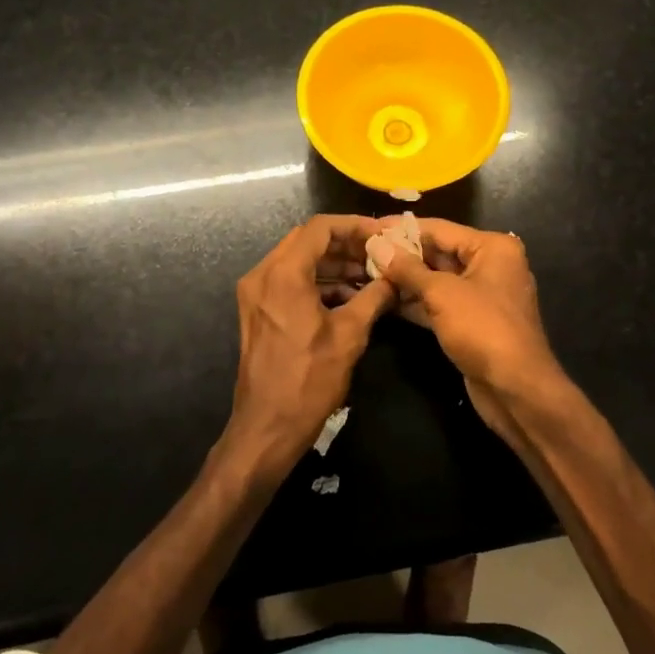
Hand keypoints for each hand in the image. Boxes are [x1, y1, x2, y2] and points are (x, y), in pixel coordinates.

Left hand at [227, 216, 396, 472]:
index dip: (354, 226)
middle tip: (379, 255)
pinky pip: (290, 281)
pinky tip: (349, 297)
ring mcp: (256, 293)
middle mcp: (263, 275)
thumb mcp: (350, 335)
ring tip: (371, 277)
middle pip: (307, 241)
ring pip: (299, 261)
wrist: (267, 427)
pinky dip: (318, 282)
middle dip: (345, 244)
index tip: (382, 235)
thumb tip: (397, 278)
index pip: (320, 228)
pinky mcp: (258, 311)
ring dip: (333, 264)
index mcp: (282, 274)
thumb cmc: (308, 380)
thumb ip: (375, 297)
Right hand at [364, 220, 569, 442]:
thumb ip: (407, 269)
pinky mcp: (473, 321)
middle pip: (439, 252)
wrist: (515, 389)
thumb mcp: (441, 294)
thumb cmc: (482, 329)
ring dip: (405, 279)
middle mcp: (490, 265)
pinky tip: (384, 299)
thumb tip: (377, 245)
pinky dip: (416, 301)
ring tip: (366, 273)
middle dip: (402, 255)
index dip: (402, 228)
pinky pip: (440, 303)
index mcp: (492, 247)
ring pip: (437, 280)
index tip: (370, 227)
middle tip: (363, 252)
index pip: (440, 229)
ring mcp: (482, 295)